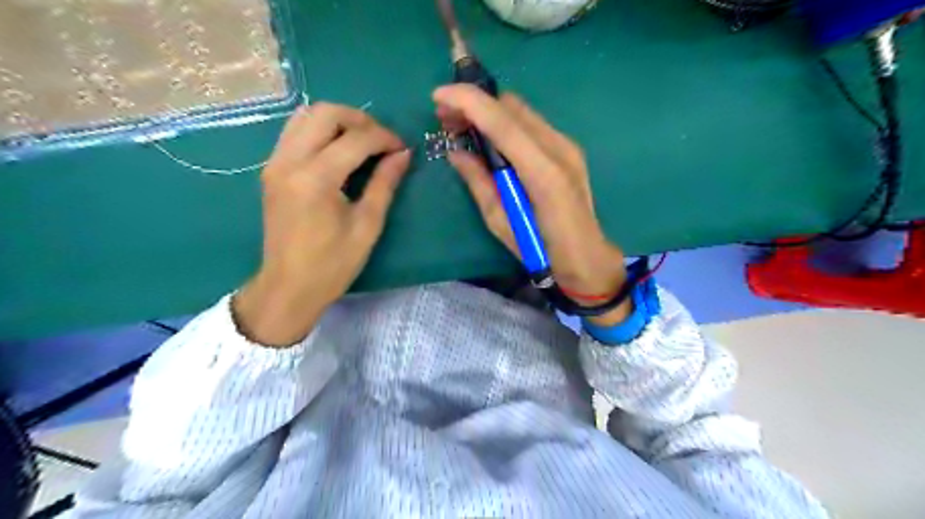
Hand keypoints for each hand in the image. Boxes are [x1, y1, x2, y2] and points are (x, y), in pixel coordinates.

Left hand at [232, 103, 408, 345]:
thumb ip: (385, 184)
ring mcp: (275, 163)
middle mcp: (290, 161)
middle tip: (382, 139)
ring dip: (337, 120)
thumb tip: (403, 154)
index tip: (403, 148)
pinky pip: (294, 132)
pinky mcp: (271, 169)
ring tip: (361, 140)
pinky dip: (319, 130)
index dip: (384, 138)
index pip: (355, 139)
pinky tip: (338, 150)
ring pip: (305, 116)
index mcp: (316, 179)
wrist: (289, 286)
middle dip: (359, 119)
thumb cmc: (333, 264)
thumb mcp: (367, 225)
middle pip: (324, 113)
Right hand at [439, 83, 632, 323]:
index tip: (438, 96)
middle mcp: (559, 148)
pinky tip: (491, 139)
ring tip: (464, 127)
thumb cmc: (541, 251)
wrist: (587, 258)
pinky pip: (531, 124)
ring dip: (489, 112)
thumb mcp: (500, 222)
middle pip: (511, 107)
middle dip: (475, 104)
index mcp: (542, 172)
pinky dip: (506, 123)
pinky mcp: (568, 149)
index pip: (501, 121)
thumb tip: (456, 151)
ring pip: (521, 111)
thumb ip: (478, 182)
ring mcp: (567, 146)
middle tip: (447, 119)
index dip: (468, 101)